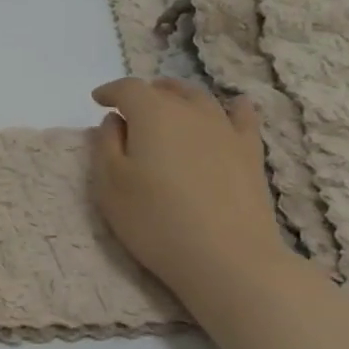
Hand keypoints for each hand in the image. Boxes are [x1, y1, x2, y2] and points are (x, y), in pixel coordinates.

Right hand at [90, 77, 289, 305]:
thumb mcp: (110, 184)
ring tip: (170, 105)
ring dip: (180, 97)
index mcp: (152, 115)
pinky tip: (234, 108)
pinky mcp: (250, 153)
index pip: (128, 89)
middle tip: (130, 108)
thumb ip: (106, 144)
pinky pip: (243, 118)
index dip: (110, 91)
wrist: (227, 259)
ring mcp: (225, 131)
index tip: (98, 100)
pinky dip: (233, 108)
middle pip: (166, 90)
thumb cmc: (155, 221)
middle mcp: (191, 112)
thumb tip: (115, 121)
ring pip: (200, 99)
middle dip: (145, 94)